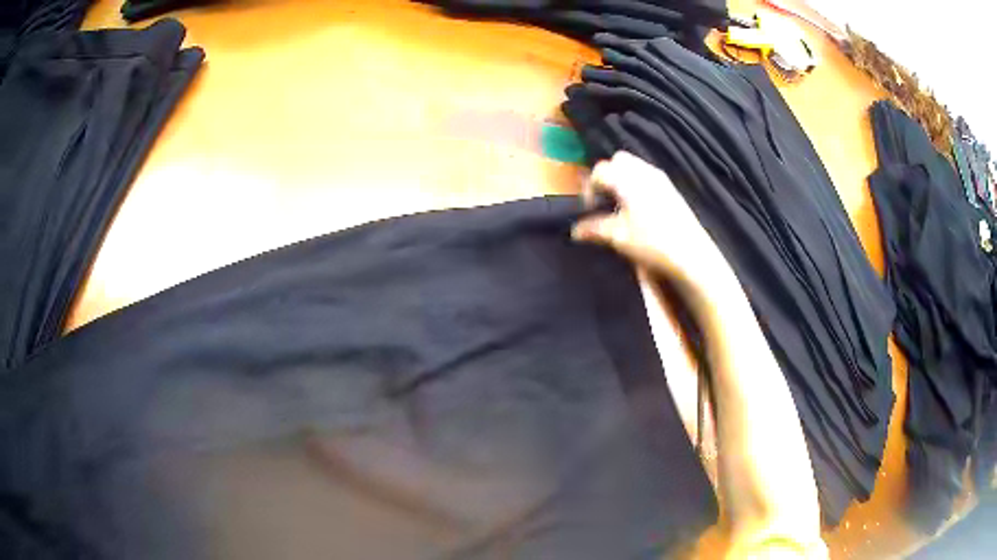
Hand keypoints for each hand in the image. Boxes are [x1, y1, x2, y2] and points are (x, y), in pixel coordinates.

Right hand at [572, 151, 733, 299]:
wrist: (691, 253)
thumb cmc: (652, 242)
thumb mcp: (618, 237)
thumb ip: (594, 229)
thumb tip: (575, 230)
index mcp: (627, 178)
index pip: (600, 171)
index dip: (590, 189)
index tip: (590, 210)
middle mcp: (644, 171)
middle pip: (618, 160)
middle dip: (607, 177)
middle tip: (605, 201)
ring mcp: (660, 178)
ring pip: (634, 167)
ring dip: (623, 180)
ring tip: (621, 206)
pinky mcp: (671, 189)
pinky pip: (648, 176)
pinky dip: (637, 185)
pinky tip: (640, 210)